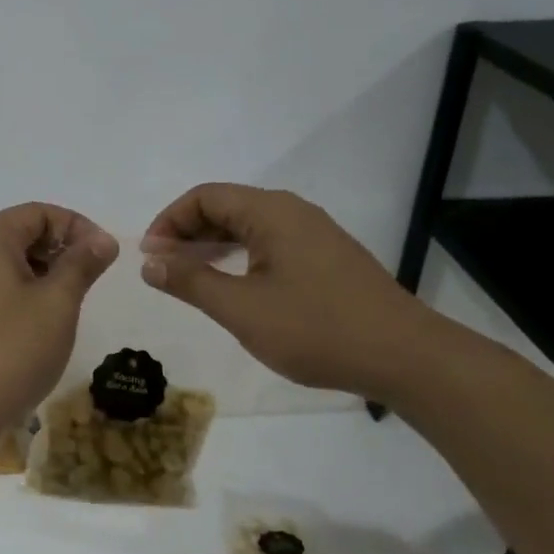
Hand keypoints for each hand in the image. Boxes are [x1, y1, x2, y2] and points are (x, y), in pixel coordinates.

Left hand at [0, 204, 118, 447]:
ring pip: (7, 261)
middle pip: (21, 233)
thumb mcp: (57, 304)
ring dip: (42, 274)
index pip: (40, 212)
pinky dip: (19, 293)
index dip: (79, 228)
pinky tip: (35, 325)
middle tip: (89, 284)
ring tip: (66, 307)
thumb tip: (102, 239)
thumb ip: (82, 264)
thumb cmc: (10, 351)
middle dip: (60, 251)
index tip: (106, 258)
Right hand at [140, 183, 442, 400]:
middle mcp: (293, 212)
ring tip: (188, 276)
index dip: (169, 221)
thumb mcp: (241, 309)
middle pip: (226, 206)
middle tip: (162, 268)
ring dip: (211, 245)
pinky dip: (239, 255)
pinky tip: (231, 284)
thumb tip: (149, 262)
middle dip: (187, 232)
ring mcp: (314, 234)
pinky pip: (269, 243)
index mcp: (271, 213)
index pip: (205, 197)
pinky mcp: (327, 258)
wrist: (405, 357)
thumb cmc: (316, 329)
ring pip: (248, 226)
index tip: (150, 257)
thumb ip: (191, 282)